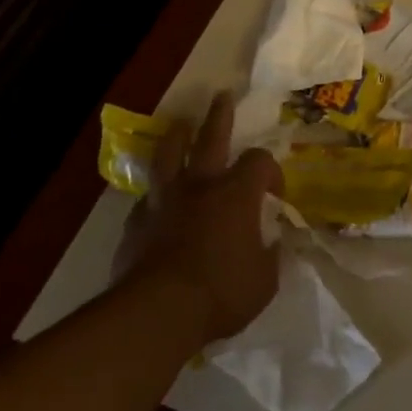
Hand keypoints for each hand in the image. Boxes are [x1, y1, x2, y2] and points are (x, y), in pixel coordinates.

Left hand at [111, 92, 282, 345]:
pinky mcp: (136, 223)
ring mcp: (164, 201)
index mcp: (237, 194)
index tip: (275, 194)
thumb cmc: (222, 293)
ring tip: (180, 125)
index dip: (271, 172)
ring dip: (177, 137)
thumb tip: (272, 244)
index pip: (260, 162)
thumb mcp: (265, 280)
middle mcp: (200, 186)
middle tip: (221, 96)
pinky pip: (148, 198)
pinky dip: (156, 193)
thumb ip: (270, 256)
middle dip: (219, 115)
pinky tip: (158, 200)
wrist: (157, 314)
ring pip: (169, 155)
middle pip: (211, 138)